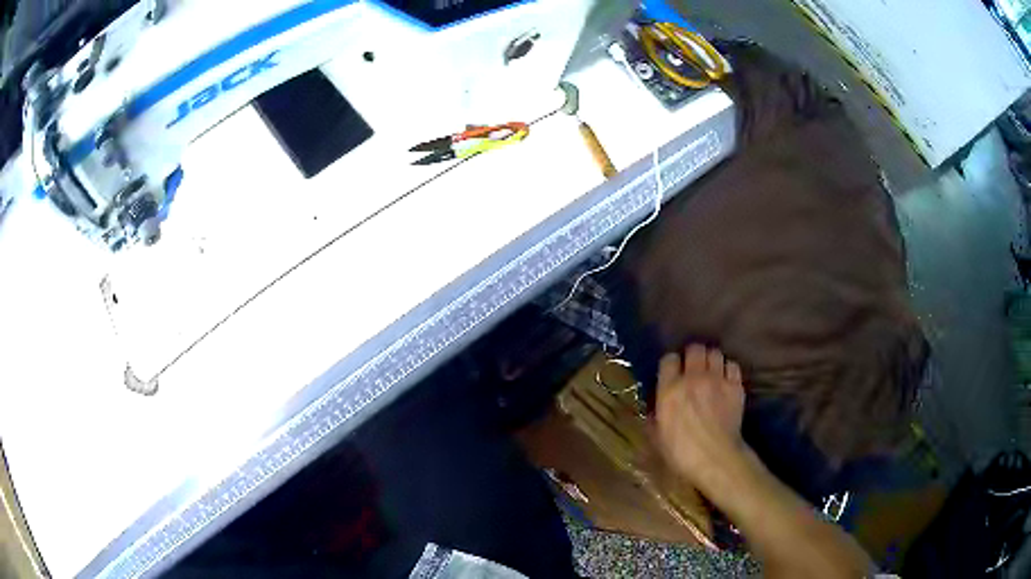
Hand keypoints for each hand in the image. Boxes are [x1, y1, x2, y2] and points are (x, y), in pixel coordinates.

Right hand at [654, 345, 746, 490]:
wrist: (716, 459)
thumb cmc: (681, 453)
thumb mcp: (657, 437)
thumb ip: (655, 416)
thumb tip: (654, 409)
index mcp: (670, 390)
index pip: (668, 359)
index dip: (670, 364)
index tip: (671, 373)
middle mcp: (693, 378)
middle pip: (694, 348)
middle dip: (692, 355)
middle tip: (692, 367)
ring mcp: (717, 380)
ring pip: (715, 353)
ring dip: (711, 360)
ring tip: (710, 371)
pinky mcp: (735, 386)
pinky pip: (732, 365)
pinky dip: (728, 369)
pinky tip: (725, 380)